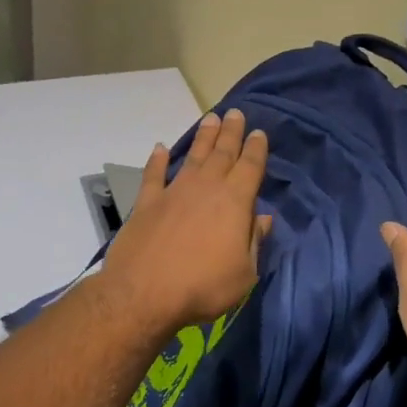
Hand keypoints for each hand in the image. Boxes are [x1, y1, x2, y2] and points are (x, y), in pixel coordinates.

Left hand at [102, 109, 271, 336]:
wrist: (144, 293)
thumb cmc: (203, 286)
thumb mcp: (244, 272)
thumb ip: (254, 241)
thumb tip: (263, 219)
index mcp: (235, 201)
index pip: (250, 166)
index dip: (256, 148)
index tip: (258, 132)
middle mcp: (206, 187)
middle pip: (222, 153)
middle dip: (231, 132)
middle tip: (236, 113)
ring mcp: (174, 192)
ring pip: (192, 156)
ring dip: (203, 137)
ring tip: (211, 118)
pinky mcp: (146, 203)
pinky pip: (153, 175)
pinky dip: (156, 160)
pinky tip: (158, 148)